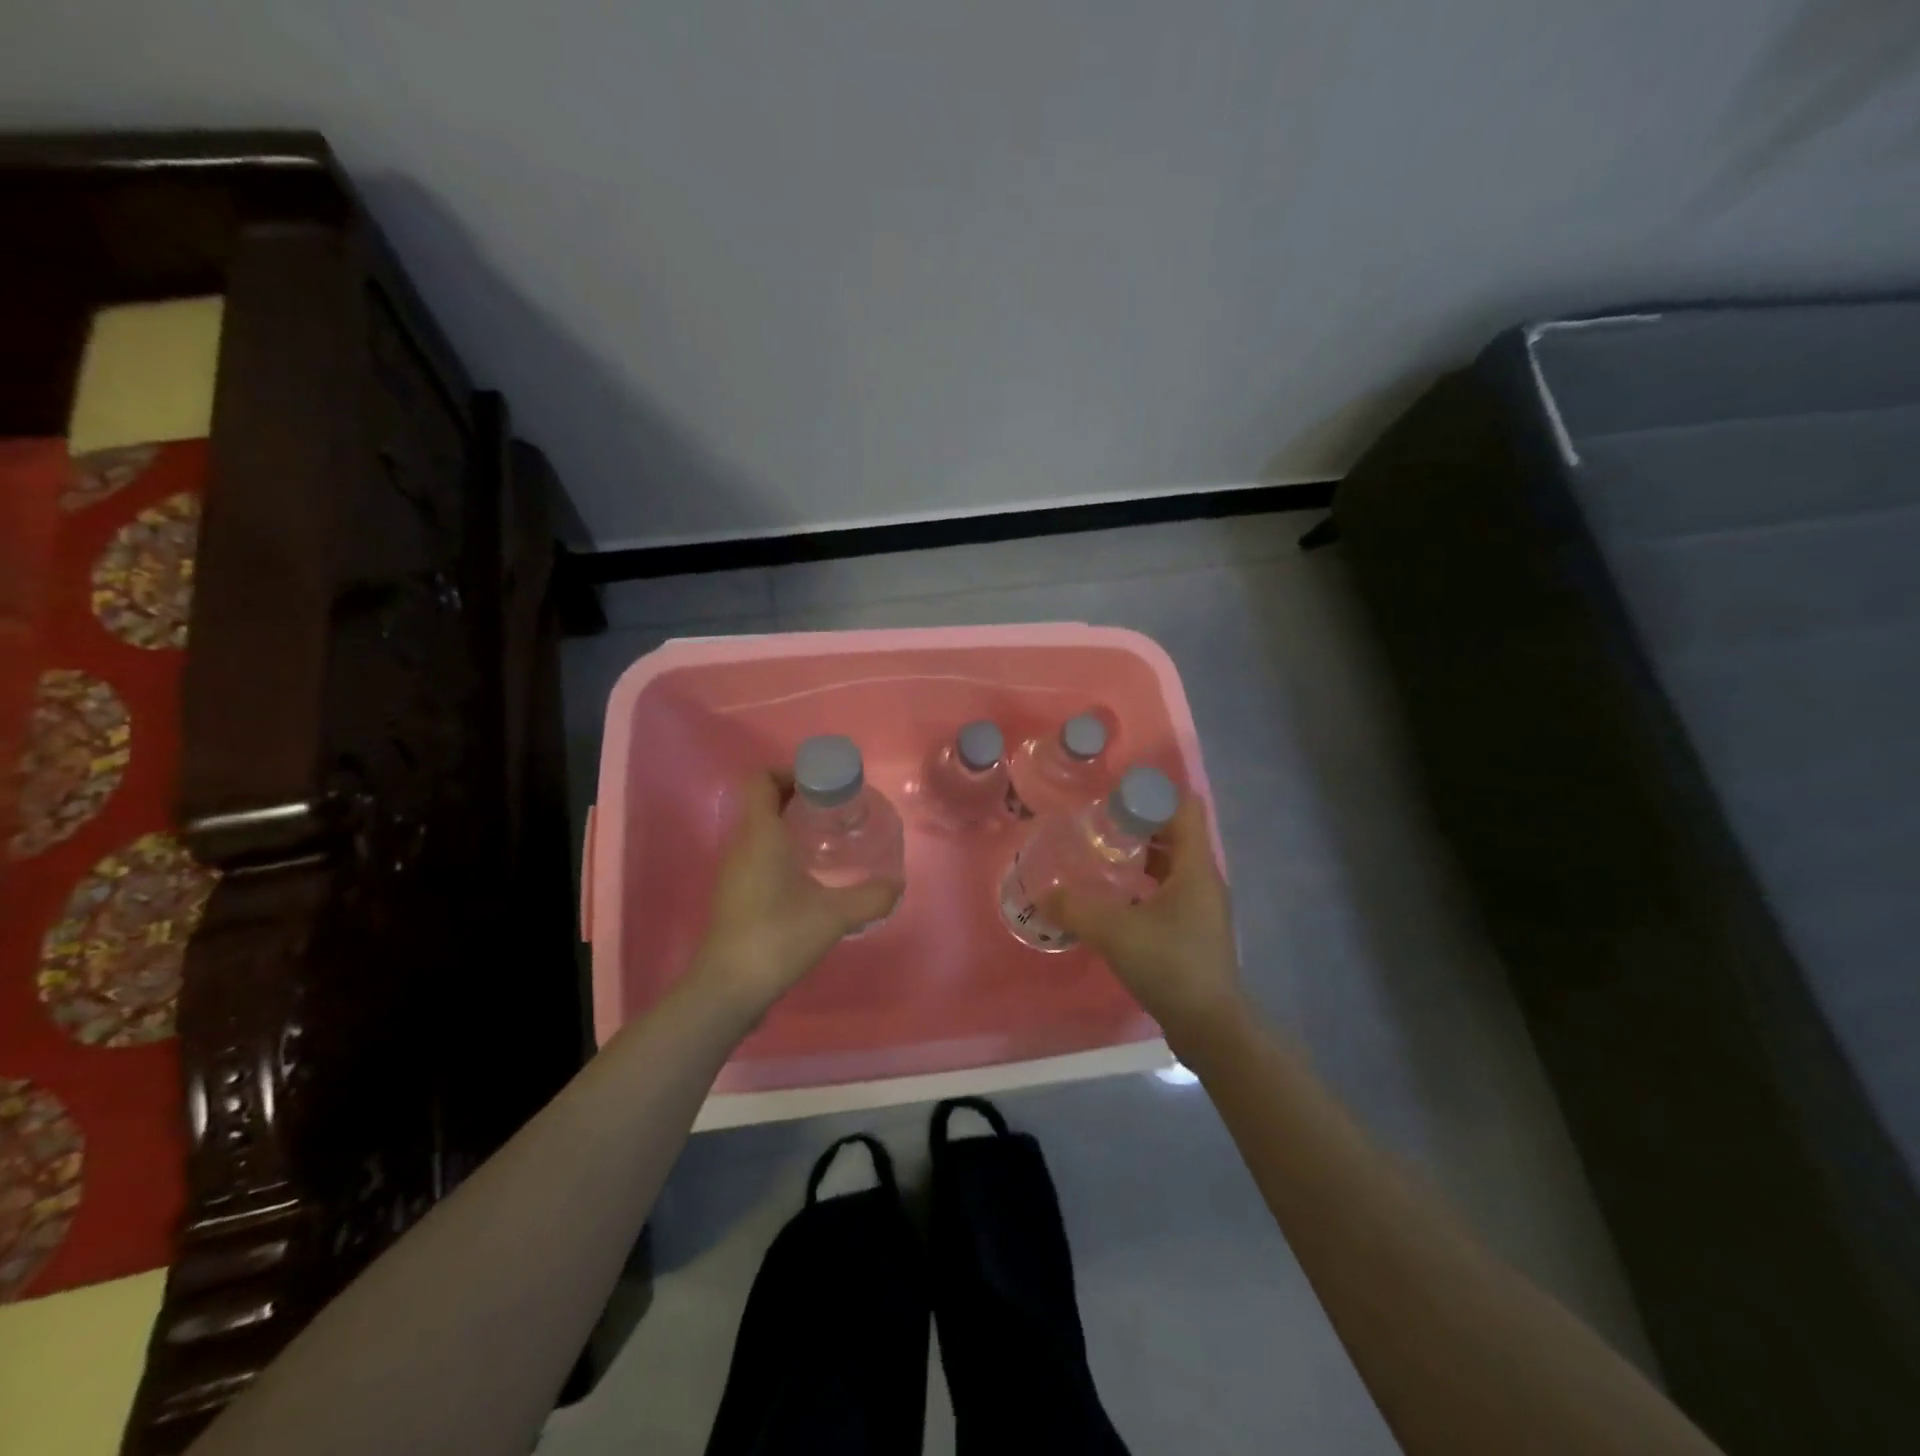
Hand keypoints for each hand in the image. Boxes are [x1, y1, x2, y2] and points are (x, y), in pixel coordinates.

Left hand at [689, 770, 901, 1020]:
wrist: (729, 988)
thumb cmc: (777, 937)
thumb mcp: (834, 915)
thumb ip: (870, 897)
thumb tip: (897, 884)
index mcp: (760, 836)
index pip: (760, 780)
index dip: (788, 771)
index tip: (822, 782)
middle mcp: (742, 846)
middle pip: (763, 803)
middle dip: (797, 797)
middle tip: (835, 807)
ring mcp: (734, 872)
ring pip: (760, 830)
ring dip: (789, 824)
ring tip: (827, 837)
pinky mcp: (735, 895)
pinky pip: (758, 855)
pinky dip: (782, 850)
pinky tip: (809, 874)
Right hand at [1043, 797, 1242, 1047]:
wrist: (1210, 1027)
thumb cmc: (1169, 965)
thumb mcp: (1115, 932)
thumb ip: (1075, 909)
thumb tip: (1042, 894)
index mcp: (1196, 867)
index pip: (1184, 807)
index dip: (1152, 793)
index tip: (1115, 795)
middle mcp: (1204, 879)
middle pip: (1176, 833)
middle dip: (1139, 822)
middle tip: (1099, 823)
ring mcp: (1202, 906)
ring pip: (1171, 864)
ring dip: (1141, 854)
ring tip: (1101, 854)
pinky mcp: (1194, 930)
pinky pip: (1168, 890)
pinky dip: (1143, 883)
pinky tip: (1114, 897)